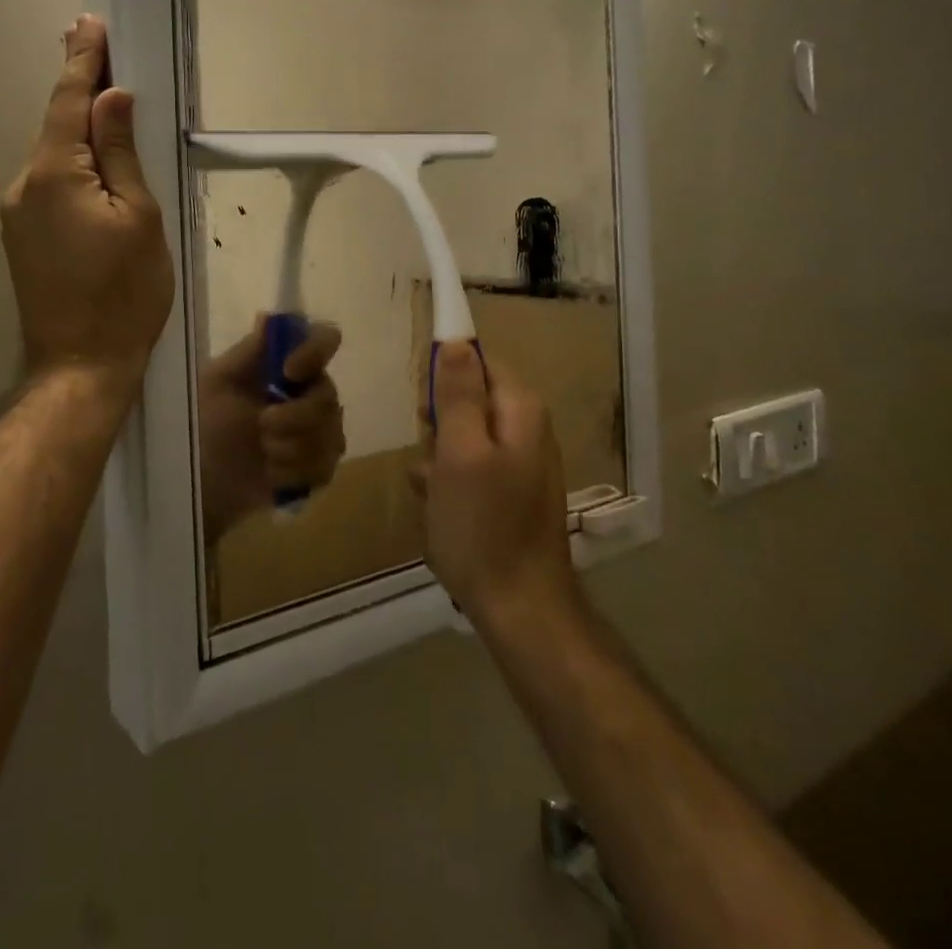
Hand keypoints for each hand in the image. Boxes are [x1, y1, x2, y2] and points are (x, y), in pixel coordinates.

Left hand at [1, 15, 173, 391]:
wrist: (80, 366)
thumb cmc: (125, 293)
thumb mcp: (140, 218)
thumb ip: (123, 153)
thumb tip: (113, 98)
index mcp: (55, 174)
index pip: (69, 101)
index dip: (83, 60)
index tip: (91, 23)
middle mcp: (24, 184)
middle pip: (58, 126)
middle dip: (84, 91)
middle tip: (109, 56)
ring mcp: (17, 213)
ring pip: (56, 157)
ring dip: (82, 133)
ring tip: (115, 116)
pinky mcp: (23, 236)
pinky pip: (51, 184)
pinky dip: (76, 166)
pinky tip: (99, 172)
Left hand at [198, 316, 345, 542]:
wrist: (198, 480)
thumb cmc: (203, 423)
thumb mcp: (217, 383)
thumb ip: (249, 353)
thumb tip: (269, 317)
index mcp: (286, 363)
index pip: (323, 340)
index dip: (315, 352)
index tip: (289, 372)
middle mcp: (309, 392)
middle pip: (329, 395)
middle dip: (295, 416)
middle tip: (262, 425)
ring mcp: (318, 431)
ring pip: (330, 435)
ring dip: (291, 448)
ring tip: (263, 453)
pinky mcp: (318, 468)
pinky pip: (324, 467)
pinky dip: (294, 473)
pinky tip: (272, 475)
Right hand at [411, 343, 578, 625]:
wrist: (520, 610)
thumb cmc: (483, 526)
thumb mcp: (460, 453)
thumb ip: (458, 394)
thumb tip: (456, 340)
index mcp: (520, 410)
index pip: (478, 360)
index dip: (445, 374)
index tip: (425, 409)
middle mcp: (526, 429)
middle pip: (468, 398)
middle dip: (439, 424)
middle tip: (432, 456)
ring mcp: (519, 464)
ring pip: (462, 438)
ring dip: (438, 460)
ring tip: (433, 494)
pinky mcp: (509, 494)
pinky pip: (468, 470)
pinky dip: (449, 486)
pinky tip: (440, 513)